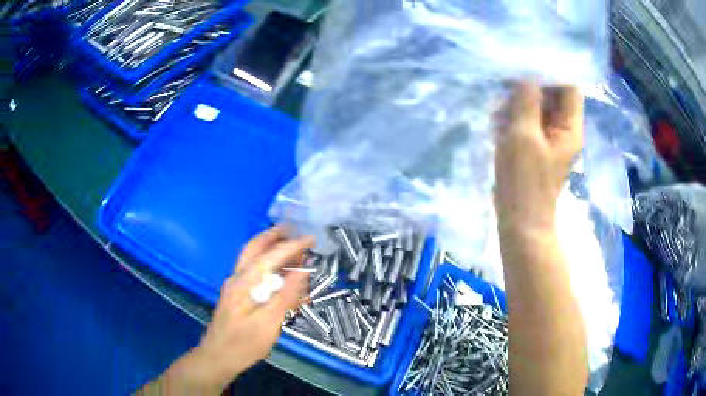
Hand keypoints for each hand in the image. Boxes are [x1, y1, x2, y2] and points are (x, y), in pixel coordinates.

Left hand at [145, 227, 312, 394]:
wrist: (218, 357)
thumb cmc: (244, 343)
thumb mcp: (269, 323)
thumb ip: (285, 296)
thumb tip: (302, 272)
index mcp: (244, 283)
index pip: (270, 256)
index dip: (292, 246)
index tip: (310, 238)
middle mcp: (237, 279)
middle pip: (254, 249)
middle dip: (273, 236)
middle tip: (293, 230)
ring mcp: (234, 286)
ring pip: (252, 259)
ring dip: (270, 249)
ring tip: (290, 248)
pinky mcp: (236, 295)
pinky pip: (252, 273)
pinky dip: (267, 265)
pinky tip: (278, 274)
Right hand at [495, 83, 582, 234]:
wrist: (519, 221)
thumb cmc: (524, 181)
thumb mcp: (523, 135)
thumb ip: (526, 100)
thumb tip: (524, 68)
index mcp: (569, 126)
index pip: (568, 86)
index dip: (551, 68)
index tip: (526, 55)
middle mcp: (563, 127)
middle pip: (552, 93)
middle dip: (529, 83)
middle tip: (505, 78)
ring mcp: (548, 136)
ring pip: (536, 104)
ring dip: (517, 100)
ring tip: (500, 107)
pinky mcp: (535, 143)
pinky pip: (526, 118)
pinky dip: (513, 115)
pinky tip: (499, 122)